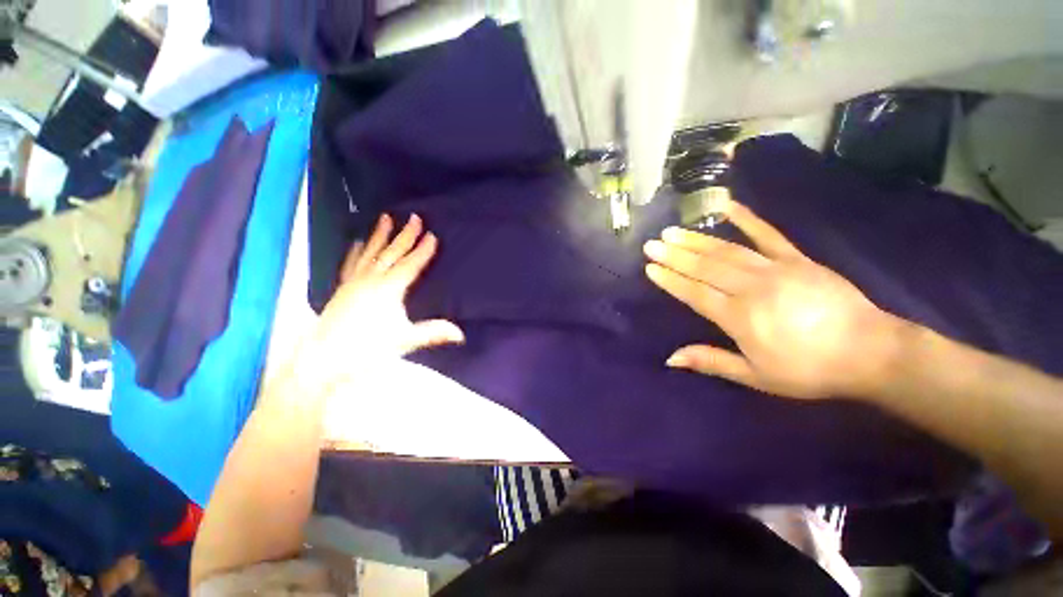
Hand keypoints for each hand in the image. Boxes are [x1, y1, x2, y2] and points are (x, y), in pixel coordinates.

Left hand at [312, 213, 463, 366]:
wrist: (324, 359)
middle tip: (414, 217)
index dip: (423, 250)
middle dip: (405, 235)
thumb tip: (461, 334)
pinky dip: (355, 251)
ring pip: (370, 253)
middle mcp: (371, 279)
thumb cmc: (367, 349)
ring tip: (385, 218)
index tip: (432, 235)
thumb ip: (433, 333)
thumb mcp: (404, 340)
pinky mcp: (342, 288)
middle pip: (392, 253)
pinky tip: (356, 242)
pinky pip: (350, 264)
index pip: (410, 265)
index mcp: (389, 289)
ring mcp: (354, 281)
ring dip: (379, 235)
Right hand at [643, 198, 905, 399]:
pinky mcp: (797, 259)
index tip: (649, 267)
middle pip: (705, 267)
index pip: (694, 293)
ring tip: (672, 231)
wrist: (871, 353)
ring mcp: (775, 269)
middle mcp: (751, 288)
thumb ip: (711, 362)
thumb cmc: (809, 370)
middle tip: (651, 244)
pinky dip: (747, 219)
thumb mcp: (756, 376)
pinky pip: (768, 234)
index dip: (670, 280)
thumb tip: (670, 358)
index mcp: (739, 317)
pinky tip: (728, 206)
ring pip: (726, 250)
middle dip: (674, 255)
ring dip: (696, 240)